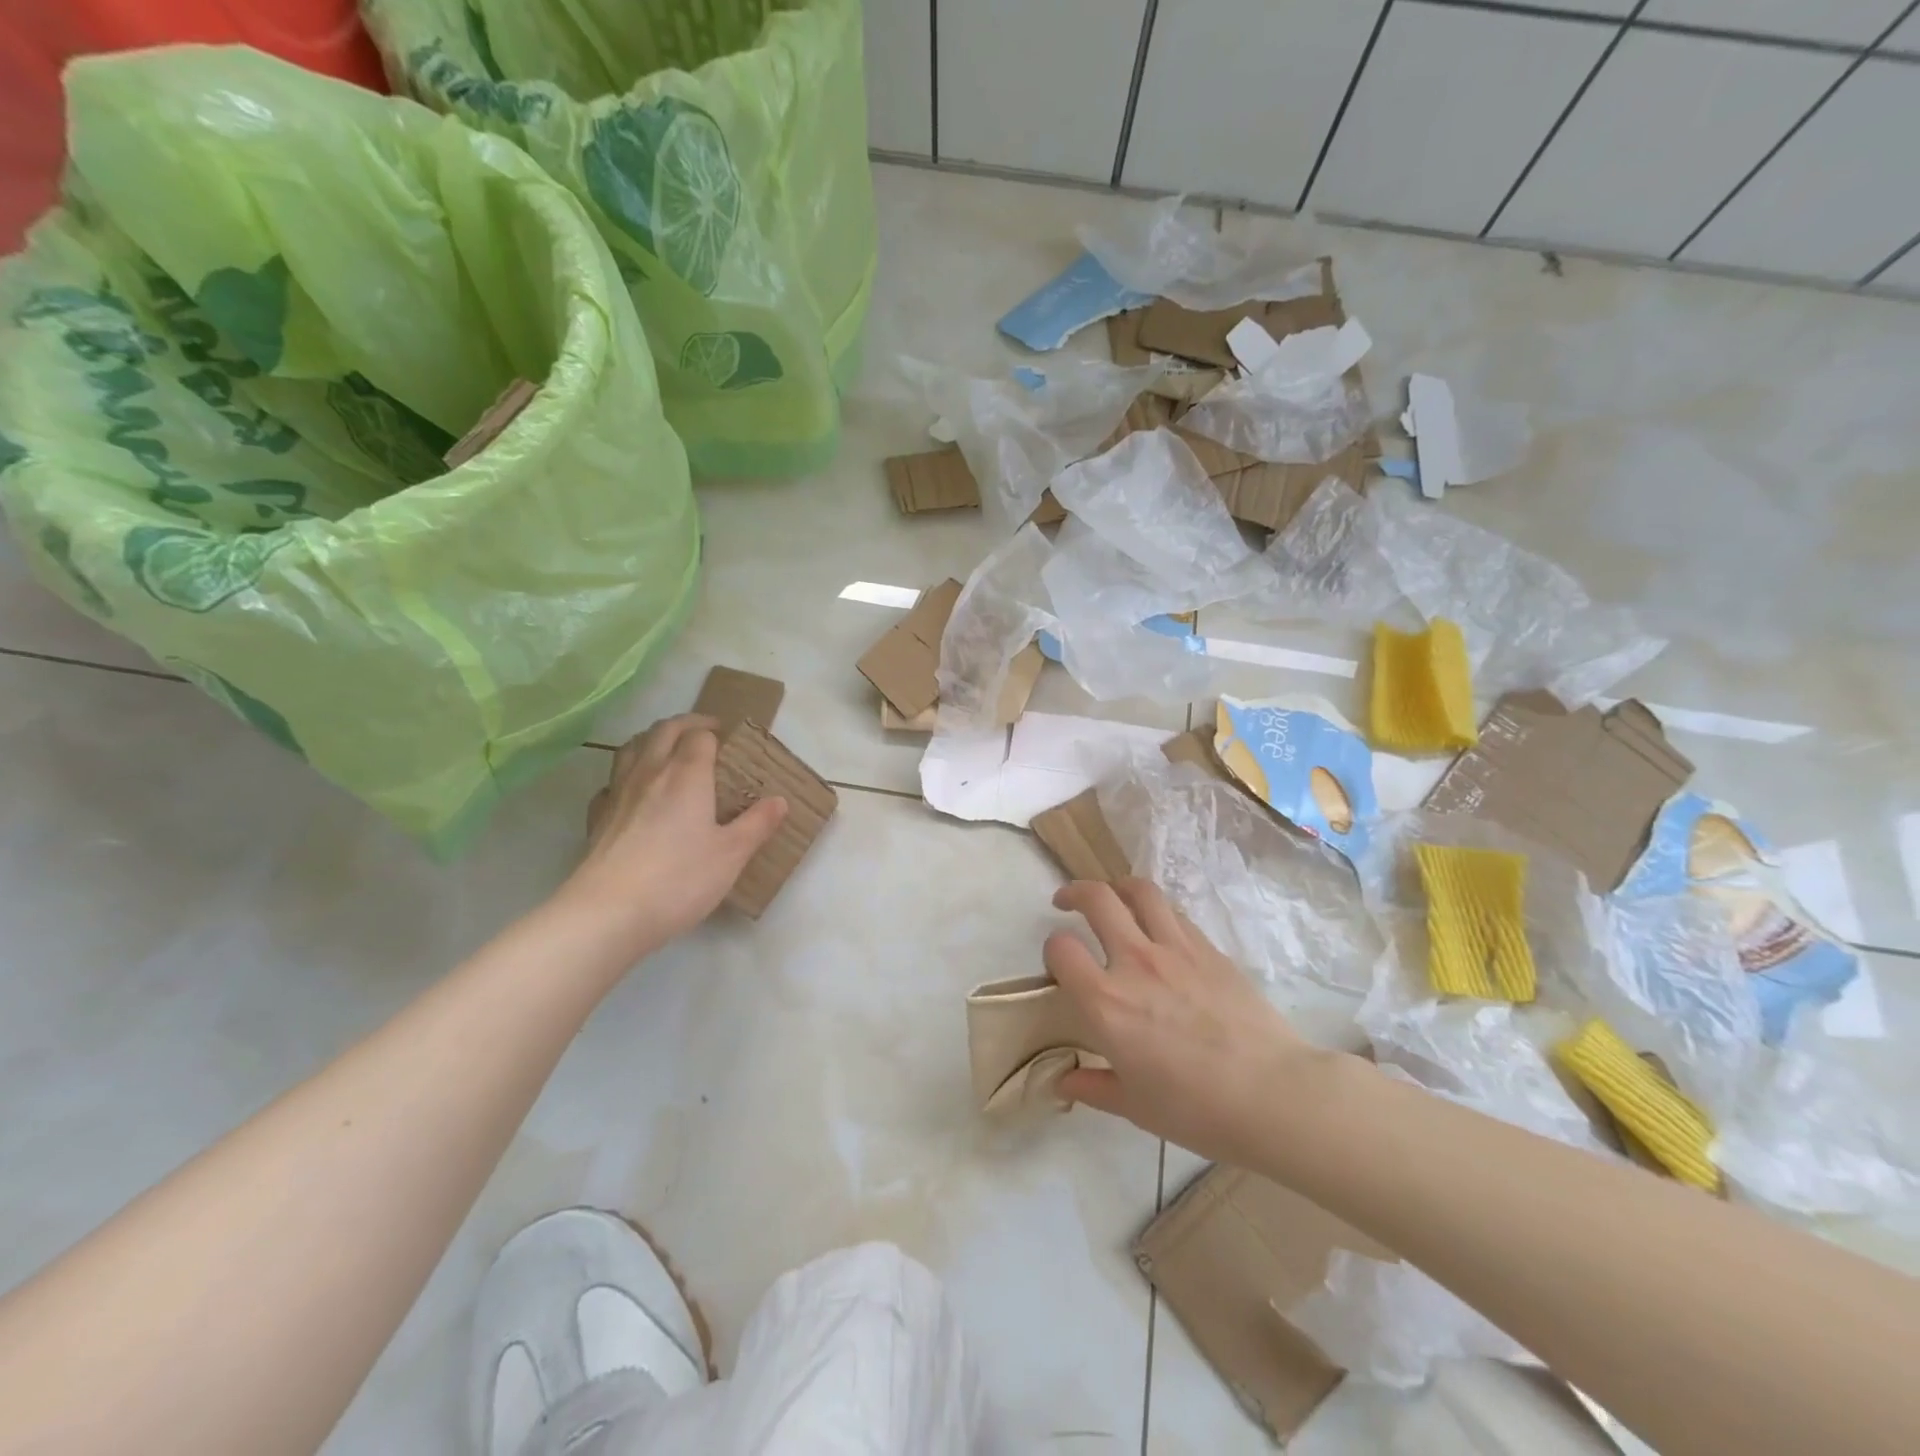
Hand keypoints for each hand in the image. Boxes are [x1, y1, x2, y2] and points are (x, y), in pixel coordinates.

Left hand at [562, 715, 786, 953]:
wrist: (608, 913)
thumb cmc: (679, 879)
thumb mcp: (731, 855)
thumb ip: (757, 824)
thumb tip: (780, 801)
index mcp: (687, 775)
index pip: (699, 736)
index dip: (715, 732)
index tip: (730, 739)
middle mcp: (650, 773)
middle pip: (663, 731)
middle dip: (685, 724)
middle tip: (704, 732)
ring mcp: (617, 793)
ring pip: (631, 748)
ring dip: (652, 740)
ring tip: (668, 751)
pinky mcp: (597, 818)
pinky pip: (611, 782)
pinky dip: (626, 775)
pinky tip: (633, 793)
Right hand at [1046, 878, 1334, 1167]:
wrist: (1272, 1094)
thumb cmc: (1196, 1109)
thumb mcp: (1134, 1106)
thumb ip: (1094, 1086)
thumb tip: (1064, 1082)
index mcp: (1106, 1002)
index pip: (1061, 948)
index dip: (1052, 950)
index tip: (1059, 962)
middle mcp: (1134, 962)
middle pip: (1096, 898)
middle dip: (1074, 892)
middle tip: (1068, 902)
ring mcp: (1175, 948)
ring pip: (1139, 891)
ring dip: (1117, 886)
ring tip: (1113, 896)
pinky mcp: (1209, 948)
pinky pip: (1174, 913)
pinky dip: (1156, 910)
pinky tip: (1158, 927)